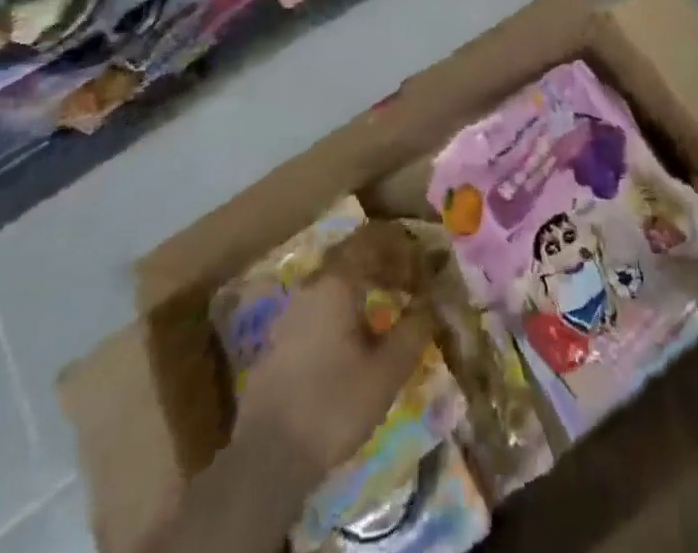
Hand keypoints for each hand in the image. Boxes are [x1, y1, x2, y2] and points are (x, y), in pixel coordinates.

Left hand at [234, 267, 433, 478]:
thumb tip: (430, 304)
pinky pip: (319, 304)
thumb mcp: (386, 373)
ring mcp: (291, 312)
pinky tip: (355, 337)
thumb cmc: (333, 406)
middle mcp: (311, 286)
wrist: (267, 457)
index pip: (370, 240)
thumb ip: (412, 331)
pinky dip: (343, 305)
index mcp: (336, 283)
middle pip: (350, 256)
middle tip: (408, 283)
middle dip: (382, 262)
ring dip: (363, 284)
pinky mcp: (280, 339)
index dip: (399, 246)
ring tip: (386, 308)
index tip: (421, 265)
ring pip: (333, 280)